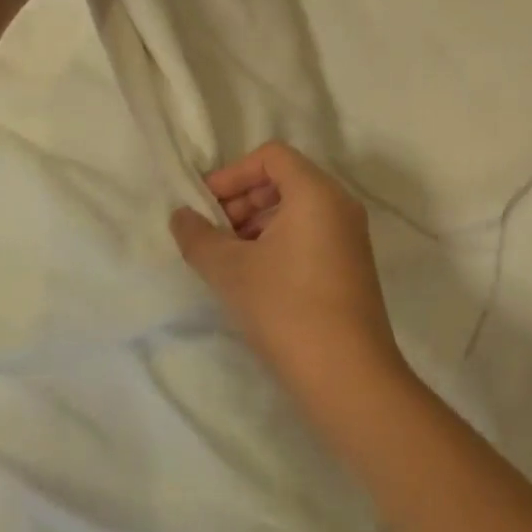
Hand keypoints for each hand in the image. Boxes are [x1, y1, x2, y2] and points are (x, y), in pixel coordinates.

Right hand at [170, 142, 411, 422]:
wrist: (347, 375)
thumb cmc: (285, 308)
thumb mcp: (230, 269)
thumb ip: (198, 237)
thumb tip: (180, 216)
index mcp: (316, 192)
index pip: (271, 156)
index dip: (232, 174)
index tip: (206, 206)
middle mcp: (340, 205)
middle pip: (283, 180)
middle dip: (241, 201)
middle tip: (212, 234)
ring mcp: (350, 237)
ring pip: (296, 210)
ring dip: (256, 225)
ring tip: (227, 260)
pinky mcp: (351, 266)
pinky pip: (310, 234)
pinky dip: (278, 242)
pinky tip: (254, 278)